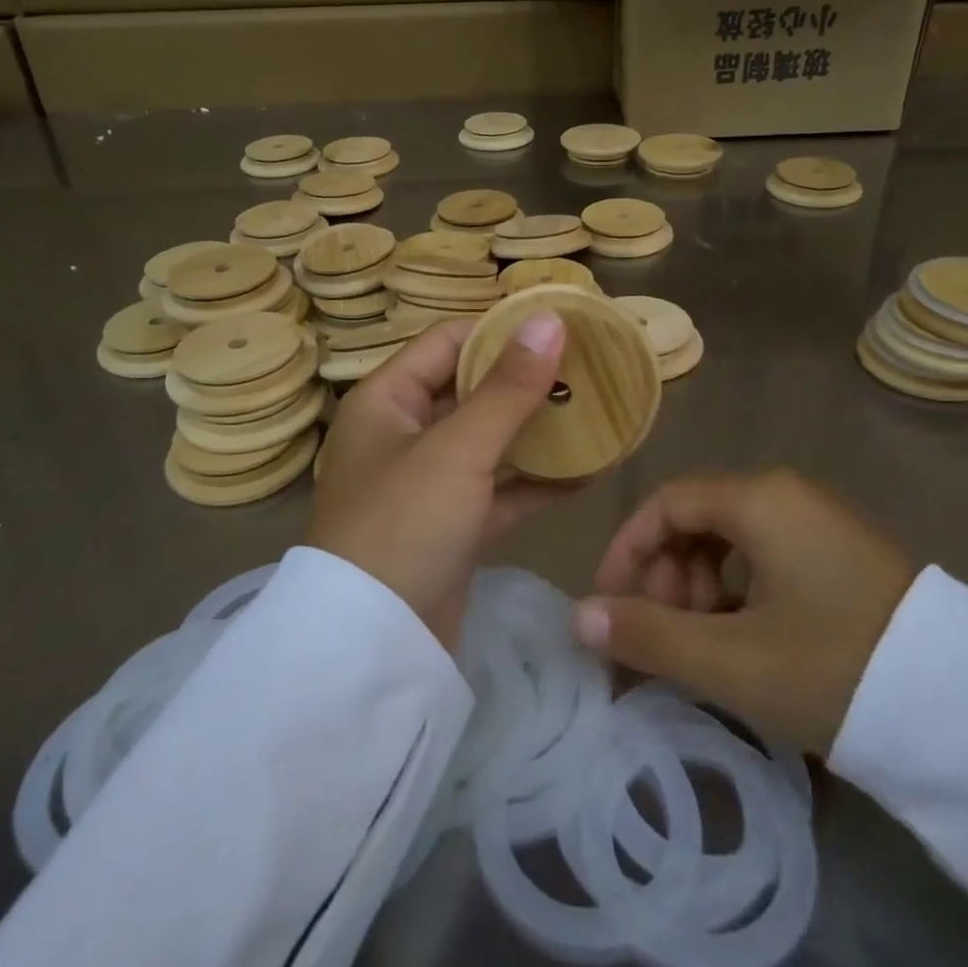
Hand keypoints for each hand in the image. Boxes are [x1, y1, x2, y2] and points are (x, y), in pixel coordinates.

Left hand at [310, 311, 567, 649]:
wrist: (372, 647)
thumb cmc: (403, 524)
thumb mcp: (457, 449)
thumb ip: (507, 387)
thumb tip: (549, 319)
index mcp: (386, 400)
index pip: (447, 342)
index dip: (500, 330)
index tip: (558, 325)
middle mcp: (402, 434)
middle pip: (470, 391)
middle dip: (525, 382)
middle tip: (586, 368)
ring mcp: (427, 483)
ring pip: (488, 442)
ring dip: (536, 432)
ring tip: (595, 412)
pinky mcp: (450, 526)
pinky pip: (498, 490)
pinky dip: (536, 482)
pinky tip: (588, 472)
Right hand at [576, 470, 917, 755]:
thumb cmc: (834, 669)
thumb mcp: (731, 661)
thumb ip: (648, 636)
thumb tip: (578, 618)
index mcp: (758, 499)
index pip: (665, 504)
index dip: (627, 551)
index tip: (610, 605)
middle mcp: (787, 494)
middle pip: (696, 519)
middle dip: (664, 574)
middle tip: (660, 634)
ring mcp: (819, 521)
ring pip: (731, 539)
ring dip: (698, 586)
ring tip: (701, 644)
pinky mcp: (842, 552)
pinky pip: (766, 554)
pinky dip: (737, 590)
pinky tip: (744, 639)